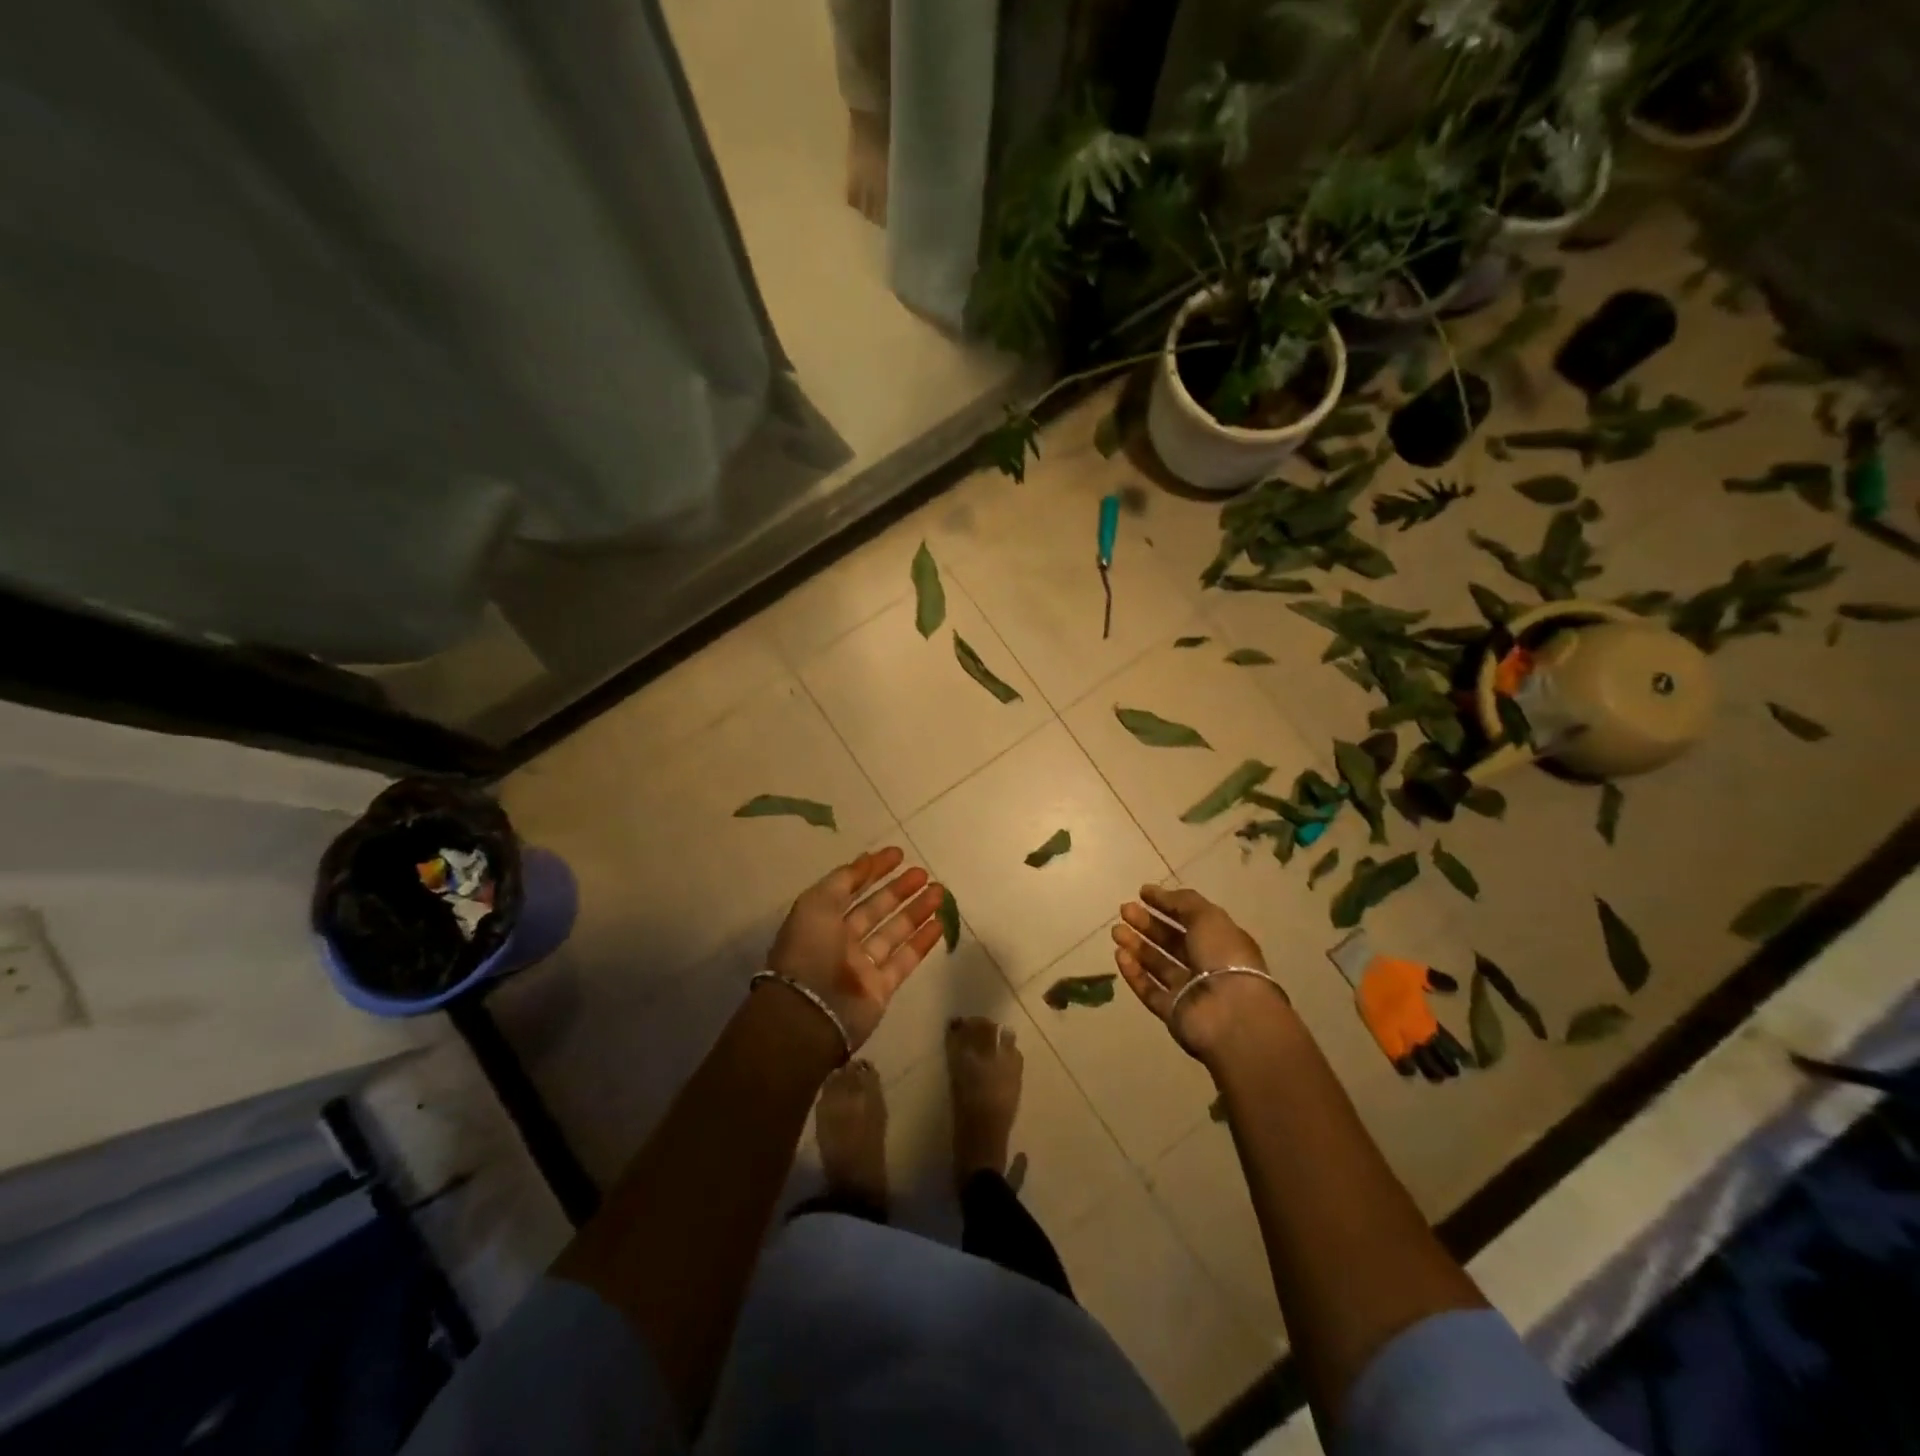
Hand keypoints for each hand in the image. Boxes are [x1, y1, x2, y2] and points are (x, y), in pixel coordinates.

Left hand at [765, 847, 945, 1050]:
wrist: (810, 1012)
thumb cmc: (809, 949)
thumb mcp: (817, 903)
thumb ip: (844, 879)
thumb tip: (867, 859)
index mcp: (822, 919)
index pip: (850, 888)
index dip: (872, 870)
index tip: (898, 854)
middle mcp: (841, 940)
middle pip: (875, 909)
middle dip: (899, 890)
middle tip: (924, 873)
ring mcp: (862, 965)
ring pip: (894, 932)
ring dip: (916, 911)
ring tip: (940, 892)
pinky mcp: (881, 988)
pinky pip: (904, 960)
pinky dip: (922, 942)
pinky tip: (940, 923)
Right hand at [1111, 884, 1288, 1063]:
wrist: (1230, 1013)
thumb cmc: (1223, 957)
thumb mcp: (1207, 917)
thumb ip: (1181, 902)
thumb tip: (1155, 892)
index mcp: (1221, 942)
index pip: (1190, 920)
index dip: (1167, 905)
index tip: (1142, 893)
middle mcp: (1206, 965)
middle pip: (1171, 942)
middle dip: (1147, 924)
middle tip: (1124, 910)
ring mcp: (1189, 990)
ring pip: (1158, 965)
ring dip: (1137, 946)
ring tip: (1116, 930)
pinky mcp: (1173, 1012)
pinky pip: (1150, 990)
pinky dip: (1134, 973)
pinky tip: (1119, 955)